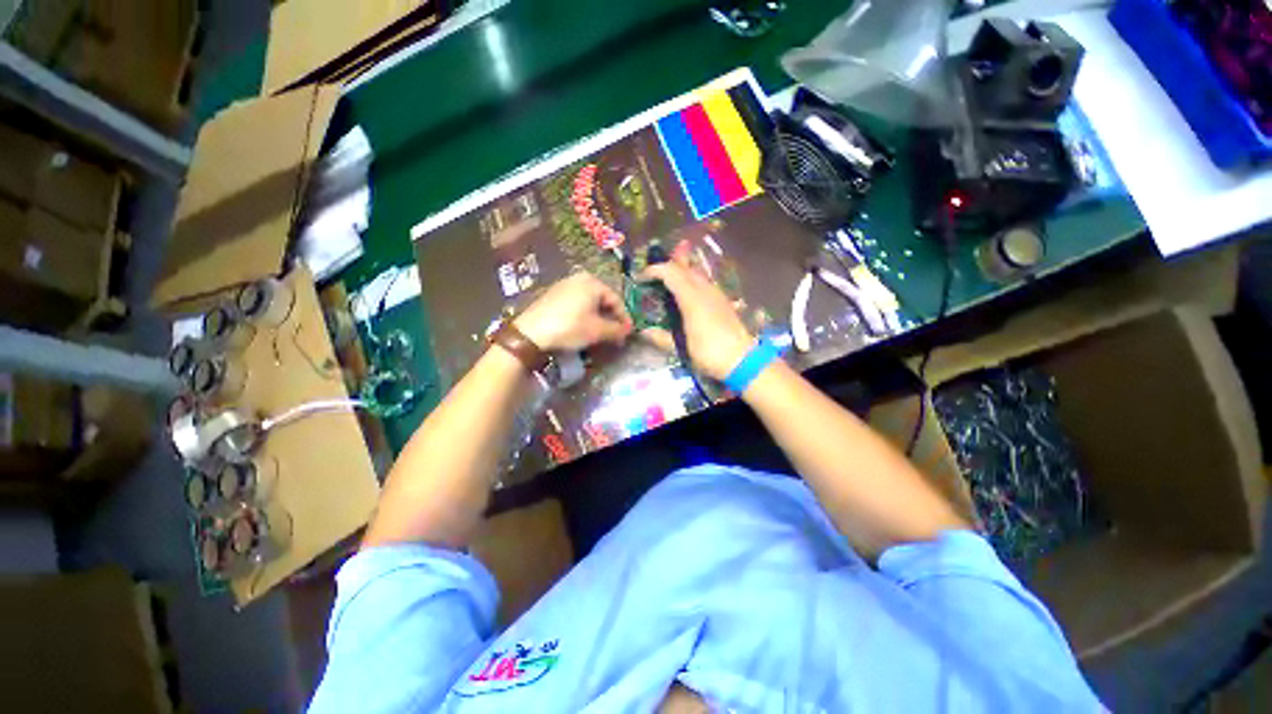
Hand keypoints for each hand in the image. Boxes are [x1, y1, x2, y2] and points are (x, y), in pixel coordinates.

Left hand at [514, 272, 632, 350]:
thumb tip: (628, 331)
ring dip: (598, 318)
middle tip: (615, 335)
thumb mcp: (597, 331)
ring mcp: (564, 285)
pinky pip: (576, 304)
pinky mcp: (553, 295)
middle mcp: (579, 278)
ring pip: (589, 303)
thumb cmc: (570, 327)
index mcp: (593, 282)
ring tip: (601, 334)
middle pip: (602, 300)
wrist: (531, 333)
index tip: (627, 334)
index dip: (624, 318)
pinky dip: (584, 316)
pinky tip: (583, 328)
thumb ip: (617, 330)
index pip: (616, 300)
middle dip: (610, 318)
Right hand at [641, 257, 754, 380]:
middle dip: (665, 269)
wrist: (743, 360)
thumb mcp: (681, 348)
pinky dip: (690, 282)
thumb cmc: (710, 353)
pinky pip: (703, 283)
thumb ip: (661, 338)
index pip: (670, 272)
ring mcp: (716, 293)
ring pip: (695, 273)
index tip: (641, 278)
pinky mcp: (723, 300)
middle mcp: (705, 289)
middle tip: (652, 280)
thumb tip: (643, 332)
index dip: (653, 271)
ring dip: (679, 274)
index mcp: (692, 298)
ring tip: (666, 286)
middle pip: (683, 268)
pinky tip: (686, 296)